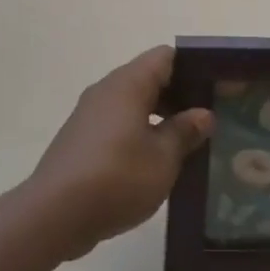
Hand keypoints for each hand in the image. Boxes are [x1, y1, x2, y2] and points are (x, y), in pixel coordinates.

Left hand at [29, 46, 214, 260]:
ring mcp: (90, 115)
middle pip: (149, 78)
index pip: (165, 57)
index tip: (216, 87)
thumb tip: (203, 114)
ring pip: (133, 103)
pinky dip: (139, 133)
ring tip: (189, 143)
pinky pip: (118, 124)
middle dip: (179, 96)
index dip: (192, 67)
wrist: (54, 213)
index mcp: (128, 84)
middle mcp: (107, 90)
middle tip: (210, 119)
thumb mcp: (163, 158)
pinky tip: (156, 162)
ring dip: (159, 118)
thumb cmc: (116, 178)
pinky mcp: (82, 139)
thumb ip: (184, 132)